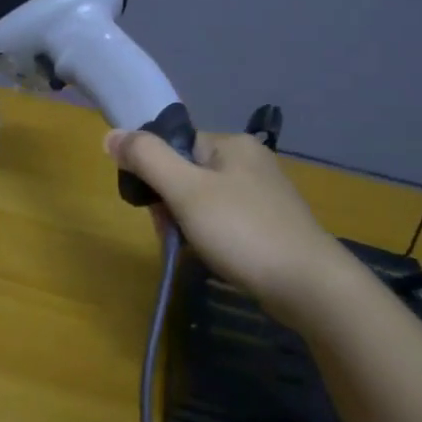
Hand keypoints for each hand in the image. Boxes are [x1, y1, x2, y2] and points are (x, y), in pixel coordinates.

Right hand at [107, 129, 353, 317]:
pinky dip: (213, 237)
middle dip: (172, 205)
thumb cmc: (243, 232)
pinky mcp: (272, 224)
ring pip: (204, 201)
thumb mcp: (186, 191)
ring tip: (197, 250)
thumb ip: (147, 159)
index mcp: (232, 144)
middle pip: (187, 173)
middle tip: (176, 234)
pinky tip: (216, 257)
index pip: (175, 146)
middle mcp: (250, 161)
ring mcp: (264, 194)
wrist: (310, 286)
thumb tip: (110, 135)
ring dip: (190, 224)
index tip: (157, 209)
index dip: (156, 175)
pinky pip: (226, 221)